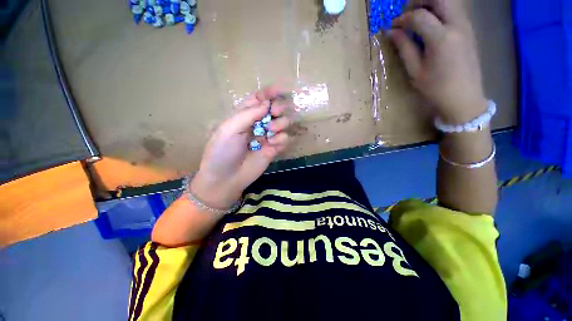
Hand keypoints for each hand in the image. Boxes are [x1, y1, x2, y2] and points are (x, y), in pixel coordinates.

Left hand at [191, 85, 292, 208]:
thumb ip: (248, 114)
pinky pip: (284, 139)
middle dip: (278, 107)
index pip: (259, 99)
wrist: (226, 179)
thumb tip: (267, 103)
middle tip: (276, 112)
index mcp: (244, 116)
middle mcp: (257, 124)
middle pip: (274, 109)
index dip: (269, 93)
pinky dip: (282, 139)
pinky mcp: (274, 149)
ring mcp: (267, 137)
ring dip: (281, 123)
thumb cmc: (222, 152)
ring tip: (271, 132)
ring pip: (283, 123)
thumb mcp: (229, 129)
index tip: (281, 89)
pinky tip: (272, 144)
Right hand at [389, 0, 487, 123]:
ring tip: (418, 15)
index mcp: (441, 38)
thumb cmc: (436, 88)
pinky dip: (441, 9)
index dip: (403, 18)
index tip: (393, 26)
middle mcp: (457, 25)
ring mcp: (466, 25)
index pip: (419, 16)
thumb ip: (404, 47)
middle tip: (407, 11)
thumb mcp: (415, 71)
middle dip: (420, 1)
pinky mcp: (469, 29)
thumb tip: (391, 32)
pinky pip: (455, 9)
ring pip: (449, 0)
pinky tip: (431, 21)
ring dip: (432, 3)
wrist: (464, 96)